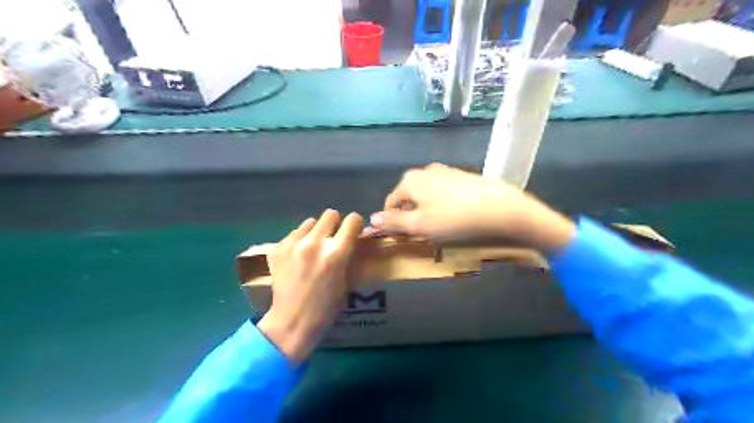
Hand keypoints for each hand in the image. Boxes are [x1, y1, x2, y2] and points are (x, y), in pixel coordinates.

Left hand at [260, 209, 365, 361]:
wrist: (292, 322)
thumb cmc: (326, 307)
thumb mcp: (346, 279)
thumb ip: (347, 255)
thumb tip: (351, 238)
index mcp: (336, 253)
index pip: (352, 220)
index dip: (355, 223)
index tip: (354, 230)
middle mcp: (314, 243)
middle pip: (330, 214)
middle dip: (335, 224)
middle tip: (333, 237)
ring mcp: (293, 245)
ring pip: (309, 222)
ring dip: (315, 231)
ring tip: (313, 248)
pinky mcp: (277, 249)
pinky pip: (294, 234)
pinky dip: (299, 241)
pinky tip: (298, 257)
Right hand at [369, 164, 575, 250]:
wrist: (501, 208)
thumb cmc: (454, 219)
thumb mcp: (420, 226)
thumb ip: (394, 222)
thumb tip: (372, 219)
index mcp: (410, 180)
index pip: (390, 203)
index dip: (392, 222)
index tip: (402, 238)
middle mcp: (424, 171)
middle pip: (408, 197)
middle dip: (410, 216)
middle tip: (421, 235)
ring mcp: (445, 171)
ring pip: (426, 195)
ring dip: (426, 211)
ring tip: (439, 228)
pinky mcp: (462, 176)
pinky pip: (443, 193)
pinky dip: (442, 205)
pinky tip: (455, 217)